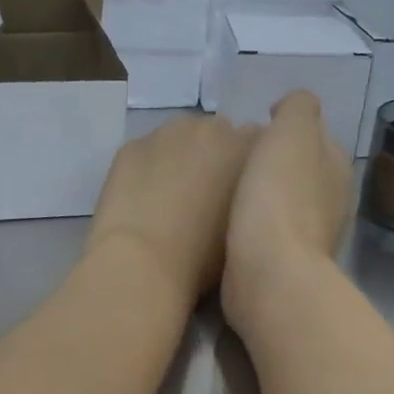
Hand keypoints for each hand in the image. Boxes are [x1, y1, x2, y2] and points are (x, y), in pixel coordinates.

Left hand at [86, 114, 257, 308]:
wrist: (142, 264)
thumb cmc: (205, 259)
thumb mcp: (248, 230)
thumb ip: (253, 200)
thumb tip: (244, 195)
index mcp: (250, 149)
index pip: (262, 143)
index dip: (251, 166)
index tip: (245, 191)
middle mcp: (213, 129)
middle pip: (221, 133)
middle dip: (217, 155)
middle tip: (207, 194)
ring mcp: (168, 132)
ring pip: (181, 138)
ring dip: (181, 157)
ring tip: (172, 196)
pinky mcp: (131, 145)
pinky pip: (147, 151)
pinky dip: (148, 168)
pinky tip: (142, 199)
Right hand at [222, 91, 352, 335]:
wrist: (269, 272)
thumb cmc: (279, 195)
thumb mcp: (291, 131)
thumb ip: (297, 107)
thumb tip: (288, 108)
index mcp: (337, 165)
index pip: (314, 135)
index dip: (285, 129)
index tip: (253, 131)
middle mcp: (332, 199)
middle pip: (300, 169)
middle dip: (273, 163)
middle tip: (234, 158)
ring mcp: (311, 234)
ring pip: (284, 201)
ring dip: (262, 193)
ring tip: (227, 188)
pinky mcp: (285, 262)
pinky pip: (268, 230)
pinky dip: (253, 222)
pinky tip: (230, 221)